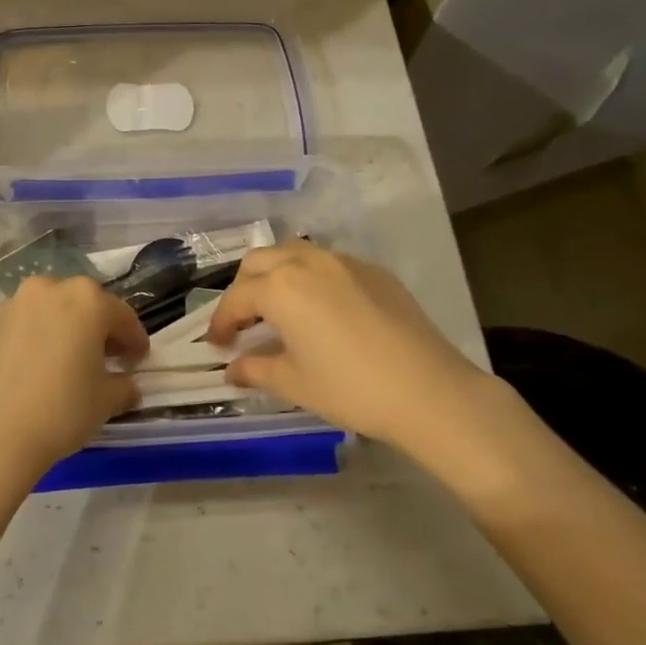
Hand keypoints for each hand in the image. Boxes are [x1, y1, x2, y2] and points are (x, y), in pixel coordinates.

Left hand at [0, 276, 147, 485]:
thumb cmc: (60, 411)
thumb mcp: (105, 401)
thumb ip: (124, 386)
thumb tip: (127, 385)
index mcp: (86, 300)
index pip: (122, 317)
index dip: (134, 341)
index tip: (138, 361)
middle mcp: (48, 290)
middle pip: (82, 306)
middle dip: (96, 330)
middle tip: (104, 360)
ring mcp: (11, 305)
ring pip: (47, 313)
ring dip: (61, 332)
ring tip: (64, 365)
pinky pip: (19, 329)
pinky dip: (30, 343)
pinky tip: (30, 373)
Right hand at [210, 243, 495, 449]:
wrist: (428, 390)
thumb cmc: (350, 388)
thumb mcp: (294, 383)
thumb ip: (256, 369)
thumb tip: (232, 369)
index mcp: (281, 287)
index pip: (236, 299)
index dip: (221, 322)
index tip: (217, 345)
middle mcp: (307, 262)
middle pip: (260, 263)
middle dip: (243, 290)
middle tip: (243, 324)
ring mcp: (344, 262)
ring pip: (294, 254)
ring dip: (276, 276)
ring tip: (278, 309)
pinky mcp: (374, 271)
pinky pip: (328, 264)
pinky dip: (310, 278)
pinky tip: (321, 310)